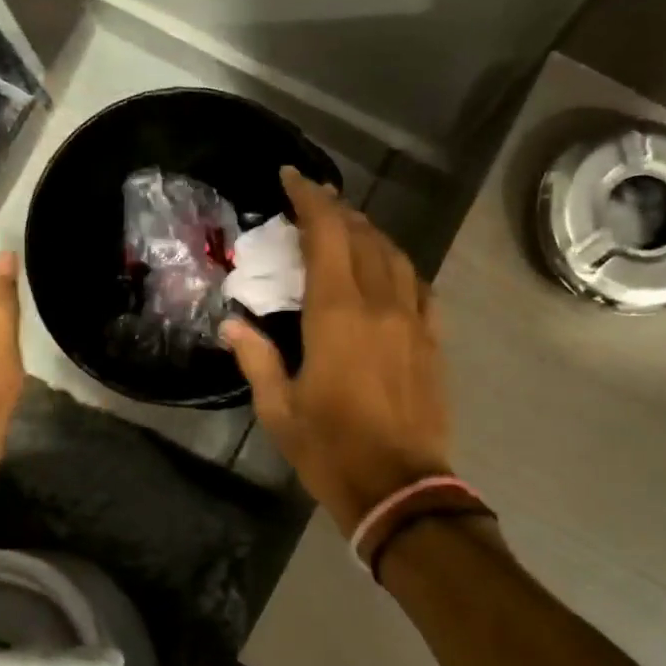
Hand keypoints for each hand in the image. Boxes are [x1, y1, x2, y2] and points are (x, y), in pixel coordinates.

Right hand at [221, 167, 450, 531]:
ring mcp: (414, 321)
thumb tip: (232, 325)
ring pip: (395, 256)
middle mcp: (380, 304)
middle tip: (313, 202)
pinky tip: (389, 271)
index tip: (292, 177)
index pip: (327, 235)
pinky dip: (400, 268)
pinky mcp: (434, 342)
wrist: (400, 488)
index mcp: (337, 315)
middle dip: (337, 210)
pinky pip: (421, 288)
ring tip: (348, 229)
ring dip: (370, 234)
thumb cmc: (332, 450)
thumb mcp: (279, 409)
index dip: (310, 199)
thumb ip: (256, 359)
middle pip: (363, 237)